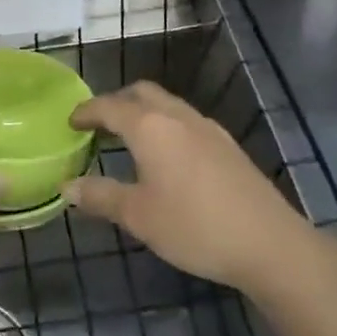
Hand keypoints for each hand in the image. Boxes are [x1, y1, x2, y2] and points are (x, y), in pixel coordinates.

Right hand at [66, 82, 308, 296]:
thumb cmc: (194, 226)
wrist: (269, 242)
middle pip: (140, 93)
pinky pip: (185, 120)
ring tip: (129, 141)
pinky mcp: (226, 143)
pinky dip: (165, 125)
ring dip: (143, 112)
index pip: (109, 106)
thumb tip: (67, 186)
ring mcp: (206, 127)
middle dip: (116, 103)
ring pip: (166, 104)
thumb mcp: (139, 216)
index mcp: (149, 126)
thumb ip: (100, 196)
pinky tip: (167, 157)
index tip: (71, 122)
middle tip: (99, 126)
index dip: (87, 111)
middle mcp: (177, 116)